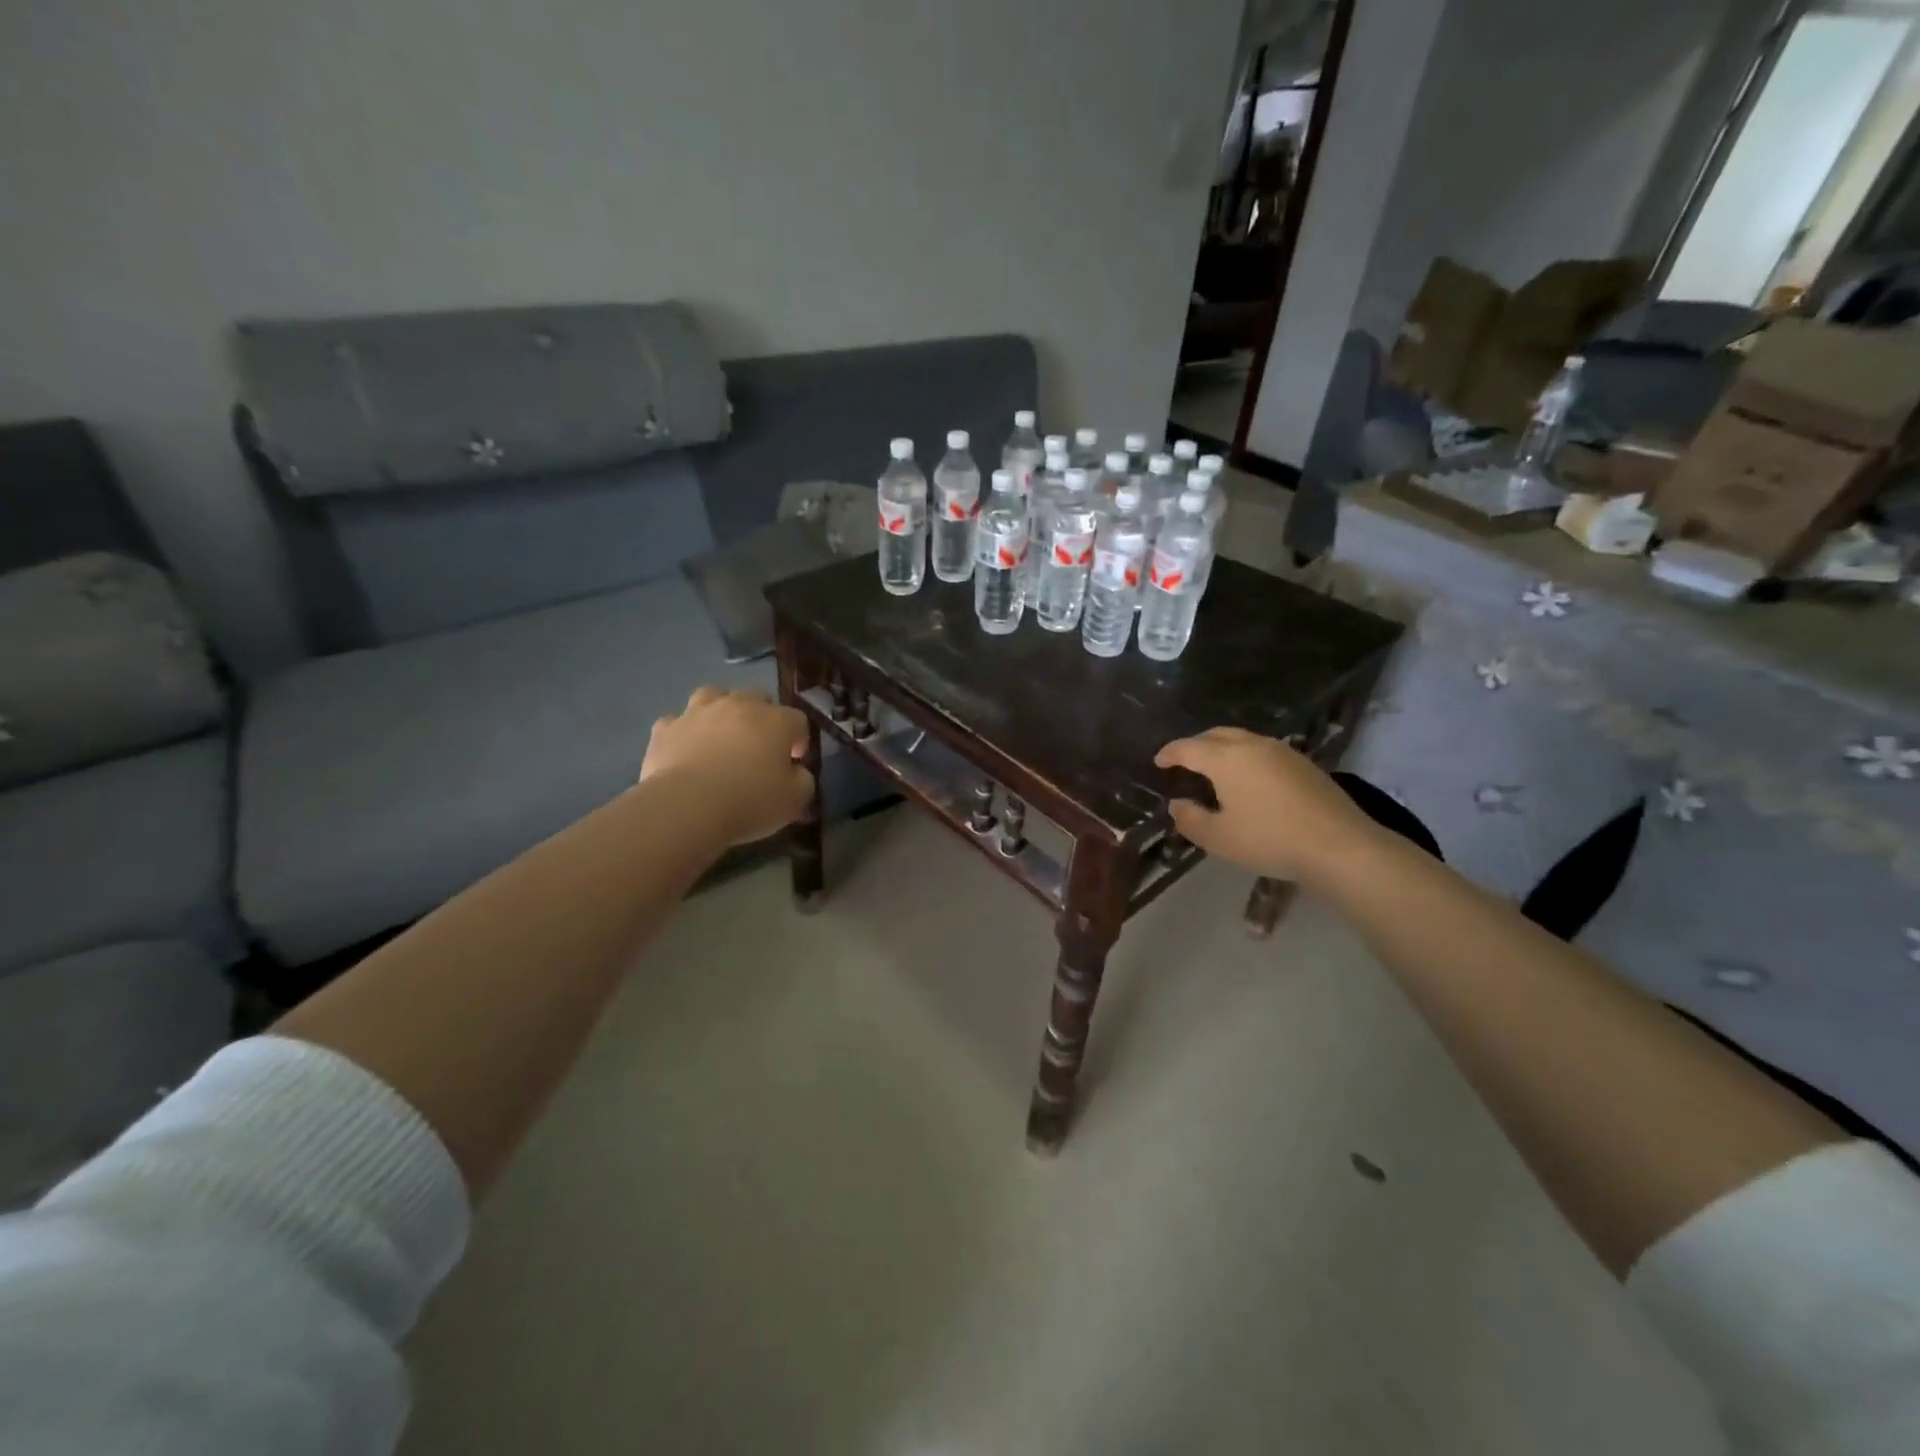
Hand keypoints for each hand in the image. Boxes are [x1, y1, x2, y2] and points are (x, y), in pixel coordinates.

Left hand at [641, 687, 813, 845]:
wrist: (687, 806)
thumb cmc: (750, 801)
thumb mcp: (795, 800)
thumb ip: (803, 780)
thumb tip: (797, 772)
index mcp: (776, 720)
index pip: (798, 720)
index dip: (799, 740)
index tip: (793, 762)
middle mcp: (738, 705)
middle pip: (756, 698)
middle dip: (761, 717)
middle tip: (758, 747)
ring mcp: (698, 712)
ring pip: (713, 696)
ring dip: (720, 711)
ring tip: (720, 735)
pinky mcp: (666, 728)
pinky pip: (678, 722)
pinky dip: (684, 732)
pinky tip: (685, 750)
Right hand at [1155, 727, 1378, 882]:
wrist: (1338, 845)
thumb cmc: (1269, 839)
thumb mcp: (1219, 838)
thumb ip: (1190, 819)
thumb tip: (1177, 804)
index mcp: (1225, 759)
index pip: (1188, 748)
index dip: (1170, 753)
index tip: (1159, 762)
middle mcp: (1252, 746)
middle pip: (1216, 734)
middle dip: (1196, 744)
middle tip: (1185, 760)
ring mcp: (1282, 752)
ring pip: (1243, 739)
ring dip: (1223, 748)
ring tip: (1216, 768)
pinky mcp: (1304, 764)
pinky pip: (1263, 751)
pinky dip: (1246, 757)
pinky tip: (1250, 779)